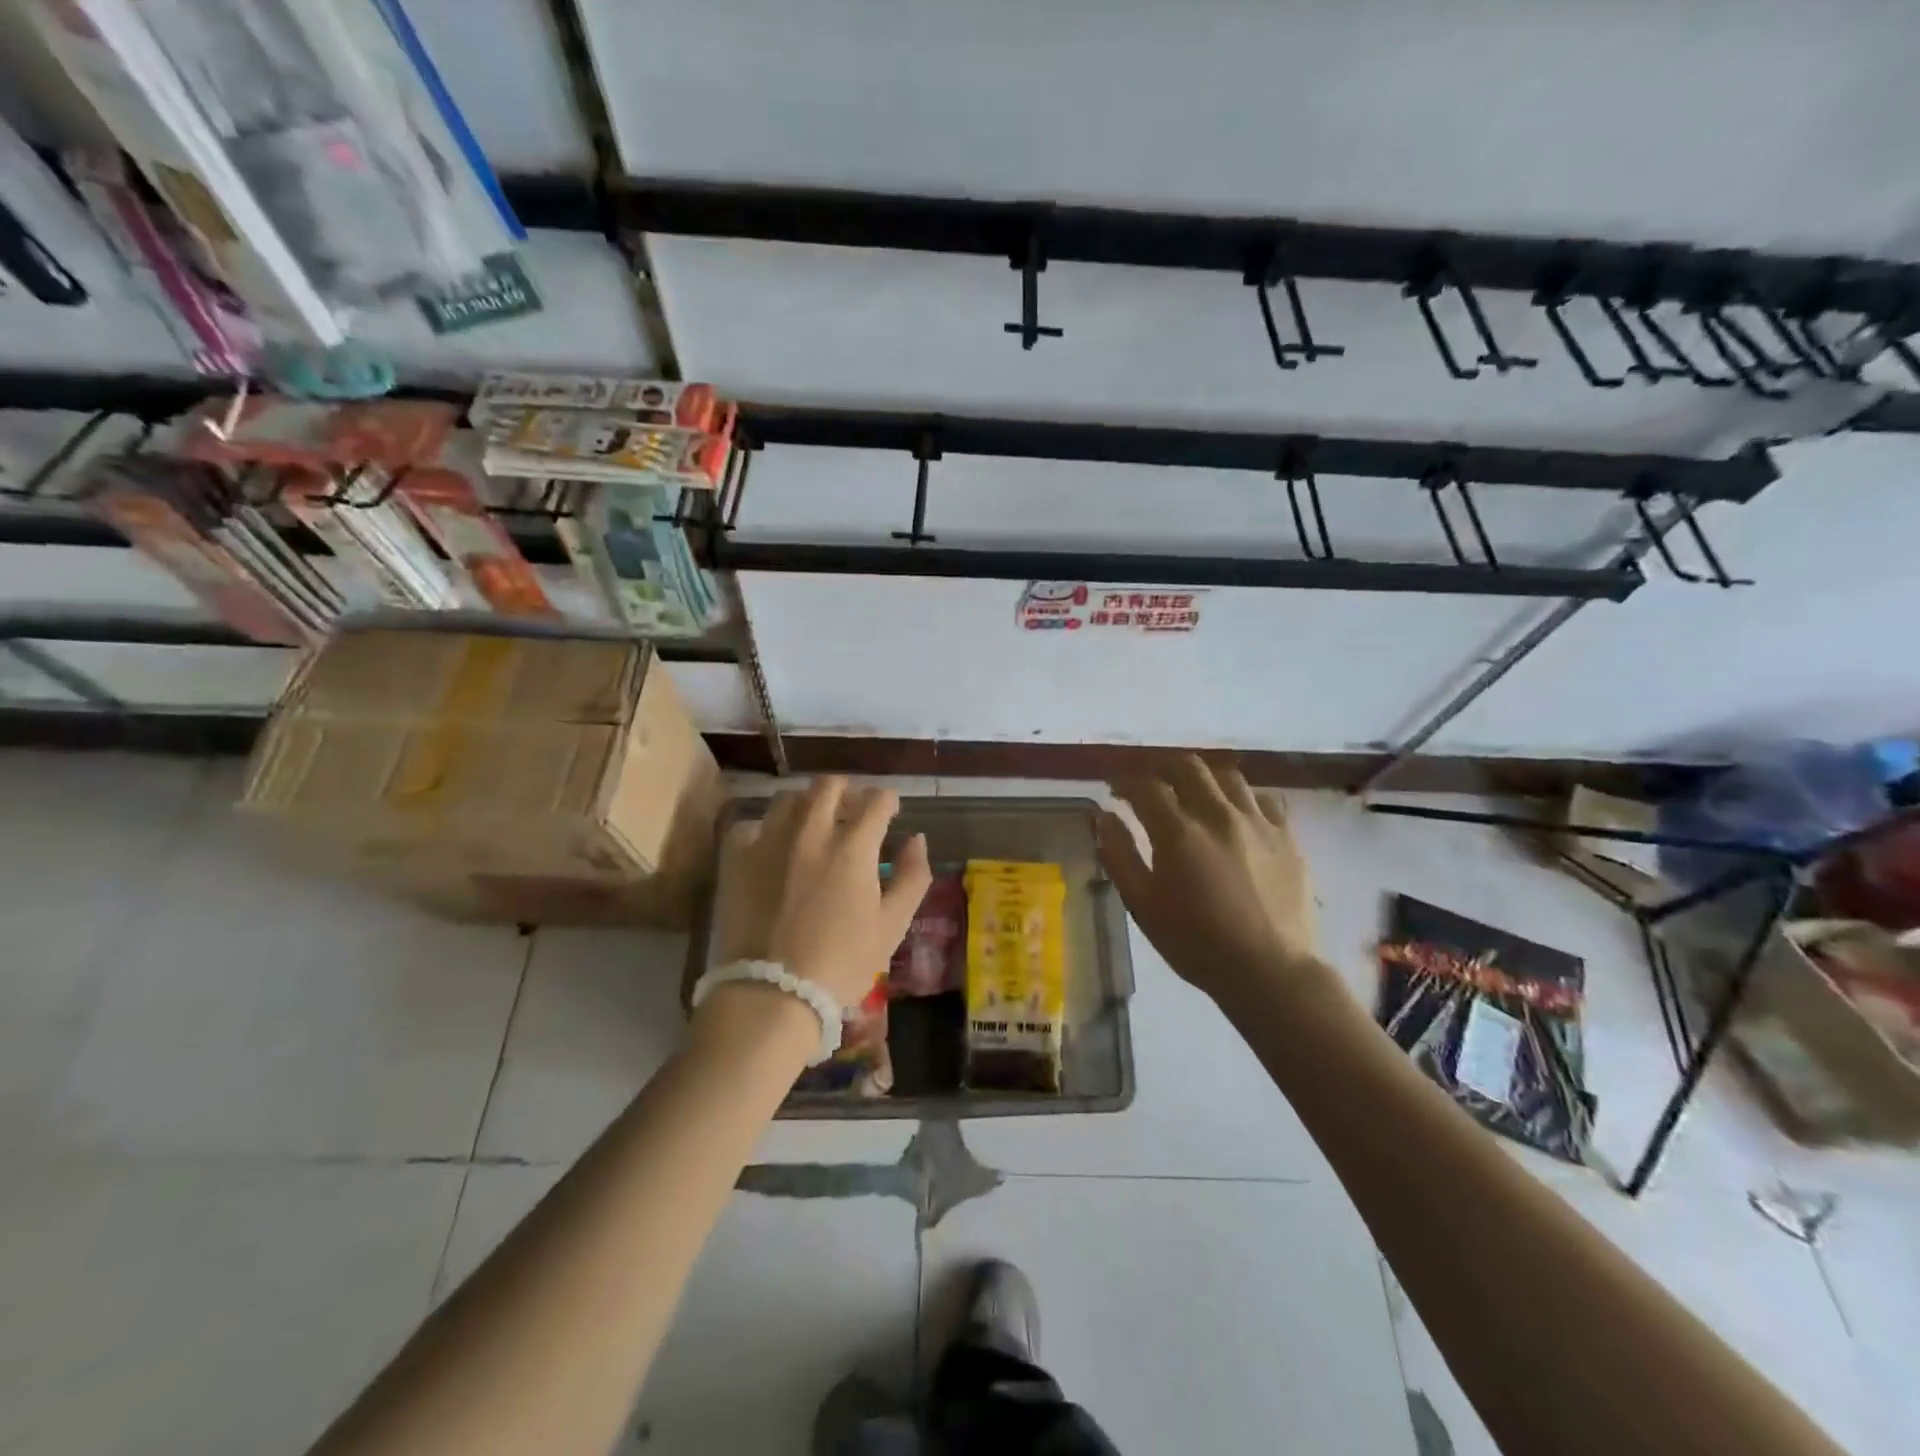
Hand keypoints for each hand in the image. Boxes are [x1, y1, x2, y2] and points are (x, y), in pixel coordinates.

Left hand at [711, 777, 932, 1009]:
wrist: (772, 994)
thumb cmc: (842, 963)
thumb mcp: (893, 925)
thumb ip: (912, 876)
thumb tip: (917, 839)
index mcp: (854, 845)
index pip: (877, 800)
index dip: (888, 800)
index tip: (890, 810)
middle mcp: (811, 830)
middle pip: (830, 785)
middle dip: (847, 791)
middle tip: (852, 811)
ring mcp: (769, 840)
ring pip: (789, 798)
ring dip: (807, 804)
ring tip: (811, 824)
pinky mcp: (736, 858)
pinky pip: (751, 825)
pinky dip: (765, 830)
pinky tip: (771, 848)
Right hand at [1096, 756, 1325, 1005]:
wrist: (1271, 972)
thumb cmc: (1196, 944)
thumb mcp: (1143, 905)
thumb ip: (1119, 855)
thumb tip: (1104, 816)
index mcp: (1179, 832)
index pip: (1146, 786)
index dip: (1125, 780)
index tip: (1114, 787)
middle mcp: (1218, 815)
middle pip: (1187, 766)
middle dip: (1161, 766)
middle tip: (1148, 780)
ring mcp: (1257, 822)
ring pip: (1227, 775)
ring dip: (1201, 776)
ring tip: (1191, 791)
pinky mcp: (1287, 836)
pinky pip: (1264, 798)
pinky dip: (1242, 796)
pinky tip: (1235, 811)